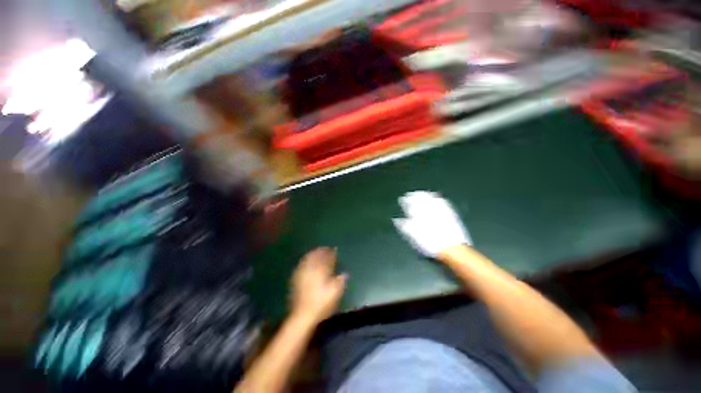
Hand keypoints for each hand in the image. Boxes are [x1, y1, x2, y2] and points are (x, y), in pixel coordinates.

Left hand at [290, 247, 346, 322]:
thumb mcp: (335, 293)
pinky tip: (307, 262)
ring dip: (313, 254)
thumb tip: (344, 274)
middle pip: (316, 256)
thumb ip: (340, 281)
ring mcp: (302, 273)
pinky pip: (301, 265)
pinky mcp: (295, 279)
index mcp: (321, 271)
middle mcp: (311, 269)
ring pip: (307, 259)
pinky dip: (305, 260)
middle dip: (321, 251)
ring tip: (317, 252)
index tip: (334, 249)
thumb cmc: (321, 303)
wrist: (302, 315)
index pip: (327, 258)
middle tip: (325, 249)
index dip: (331, 253)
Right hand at [393, 191, 471, 257]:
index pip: (411, 203)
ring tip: (422, 193)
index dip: (406, 200)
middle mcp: (430, 210)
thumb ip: (404, 226)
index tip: (402, 199)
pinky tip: (437, 198)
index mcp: (420, 214)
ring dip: (426, 195)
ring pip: (432, 198)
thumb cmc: (429, 242)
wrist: (452, 248)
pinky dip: (438, 198)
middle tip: (411, 194)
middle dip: (415, 195)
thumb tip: (396, 220)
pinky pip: (443, 202)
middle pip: (421, 199)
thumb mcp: (413, 236)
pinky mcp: (450, 214)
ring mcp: (441, 211)